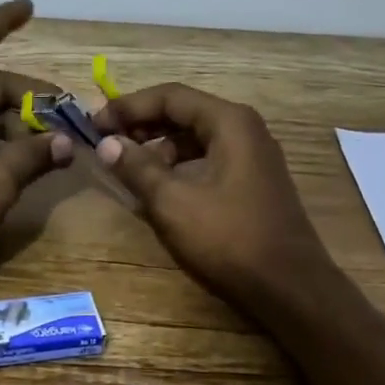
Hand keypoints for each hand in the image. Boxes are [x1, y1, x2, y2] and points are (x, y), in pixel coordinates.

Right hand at [93, 84, 335, 307]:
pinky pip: (207, 160)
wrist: (290, 288)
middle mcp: (244, 129)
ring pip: (195, 138)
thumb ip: (136, 167)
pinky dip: (179, 167)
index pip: (170, 96)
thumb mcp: (172, 202)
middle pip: (183, 113)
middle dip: (142, 125)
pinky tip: (157, 188)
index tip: (95, 124)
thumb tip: (106, 144)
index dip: (128, 106)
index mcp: (229, 122)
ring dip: (158, 148)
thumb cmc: (229, 238)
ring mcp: (252, 156)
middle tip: (105, 142)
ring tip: (127, 169)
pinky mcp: (252, 182)